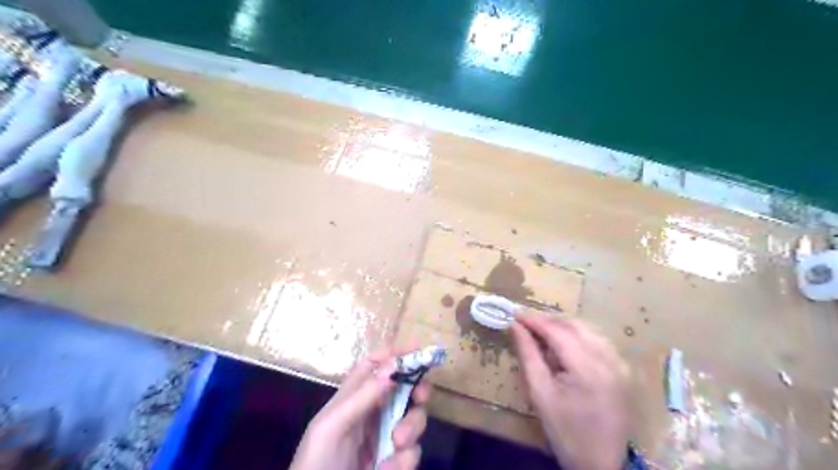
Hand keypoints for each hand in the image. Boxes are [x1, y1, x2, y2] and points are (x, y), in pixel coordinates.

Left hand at [290, 346, 431, 467]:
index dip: (394, 354)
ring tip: (396, 444)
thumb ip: (363, 395)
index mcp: (353, 397)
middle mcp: (372, 413)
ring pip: (414, 419)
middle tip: (421, 397)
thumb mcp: (334, 426)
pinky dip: (403, 461)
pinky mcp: (394, 464)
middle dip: (417, 389)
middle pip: (404, 388)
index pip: (375, 365)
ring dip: (412, 428)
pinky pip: (411, 453)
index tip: (418, 351)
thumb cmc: (316, 463)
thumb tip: (394, 363)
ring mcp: (385, 438)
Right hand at [507, 313, 632, 469]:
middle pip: (574, 326)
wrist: (601, 464)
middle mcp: (608, 359)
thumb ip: (528, 354)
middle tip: (526, 322)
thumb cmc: (565, 431)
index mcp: (587, 368)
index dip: (534, 320)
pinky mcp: (623, 370)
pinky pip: (599, 341)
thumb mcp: (540, 393)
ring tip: (542, 332)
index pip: (557, 331)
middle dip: (548, 320)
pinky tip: (565, 345)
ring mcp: (620, 364)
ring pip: (588, 330)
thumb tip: (515, 326)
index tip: (515, 313)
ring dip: (563, 327)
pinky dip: (579, 336)